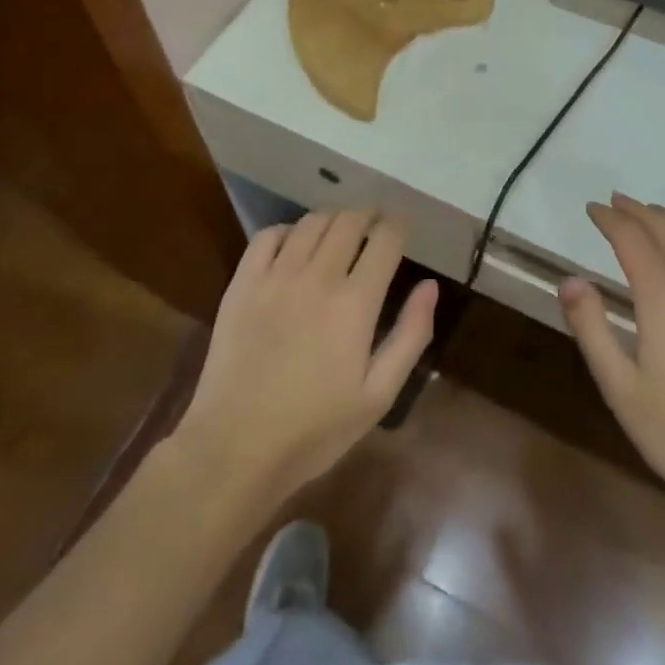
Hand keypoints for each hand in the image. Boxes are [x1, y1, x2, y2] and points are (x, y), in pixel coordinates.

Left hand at [173, 210, 437, 507]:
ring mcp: (276, 276)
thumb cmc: (315, 429)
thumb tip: (429, 285)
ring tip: (340, 231)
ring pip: (312, 222)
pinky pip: (268, 235)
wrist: (235, 448)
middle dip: (369, 216)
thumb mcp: (378, 396)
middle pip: (350, 221)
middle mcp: (318, 276)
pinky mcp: (243, 283)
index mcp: (356, 303)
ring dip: (333, 218)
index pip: (385, 239)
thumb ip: (410, 336)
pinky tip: (295, 244)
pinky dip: (289, 230)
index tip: (402, 227)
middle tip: (375, 225)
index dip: (398, 225)